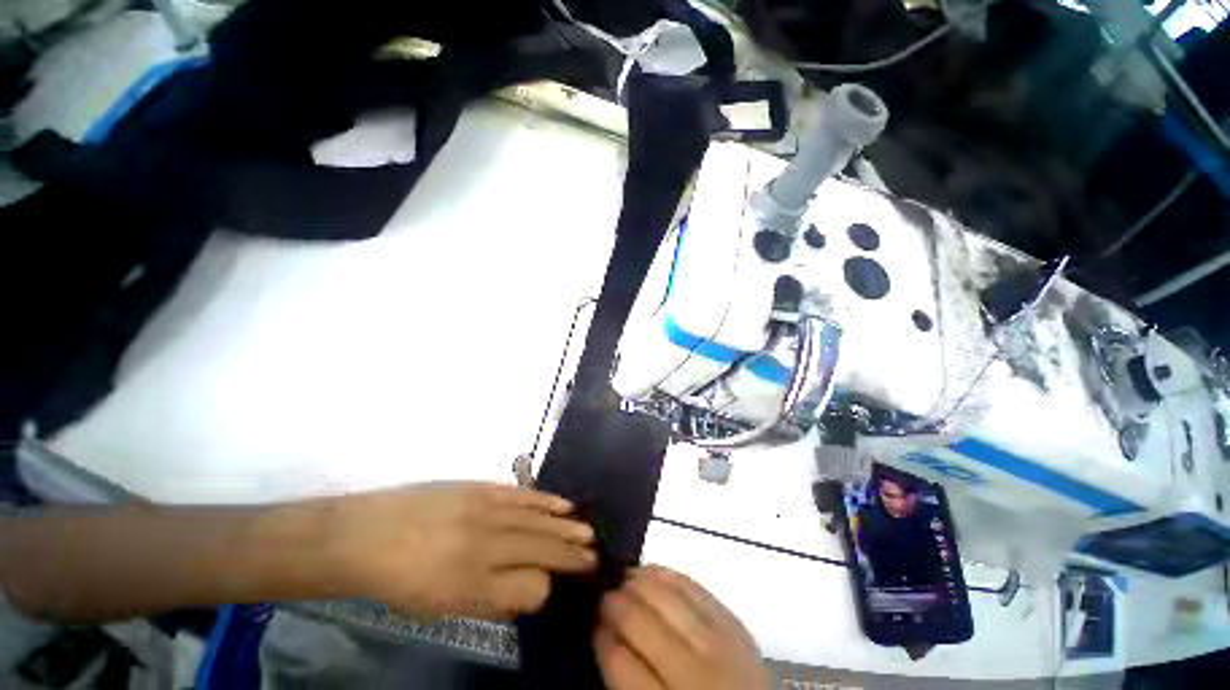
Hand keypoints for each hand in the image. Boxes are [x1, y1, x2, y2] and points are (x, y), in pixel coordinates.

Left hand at [324, 482, 595, 618]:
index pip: (531, 587)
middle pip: (541, 549)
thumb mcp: (441, 608)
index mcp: (471, 585)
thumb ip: (491, 601)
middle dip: (571, 555)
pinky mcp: (481, 487)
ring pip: (538, 520)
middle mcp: (485, 545)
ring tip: (588, 532)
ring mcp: (485, 510)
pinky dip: (547, 500)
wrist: (366, 535)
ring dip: (566, 526)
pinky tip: (564, 505)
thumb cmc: (401, 582)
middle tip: (594, 555)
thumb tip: (532, 589)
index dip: (550, 587)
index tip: (562, 584)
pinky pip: (523, 495)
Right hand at [595, 566, 767, 689]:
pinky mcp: (733, 622)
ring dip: (637, 583)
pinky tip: (651, 571)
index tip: (593, 625)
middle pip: (641, 623)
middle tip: (603, 598)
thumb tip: (606, 637)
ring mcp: (718, 643)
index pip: (621, 663)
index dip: (601, 638)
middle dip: (615, 605)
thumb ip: (629, 683)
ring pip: (666, 597)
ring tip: (623, 579)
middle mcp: (694, 673)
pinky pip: (694, 587)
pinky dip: (668, 574)